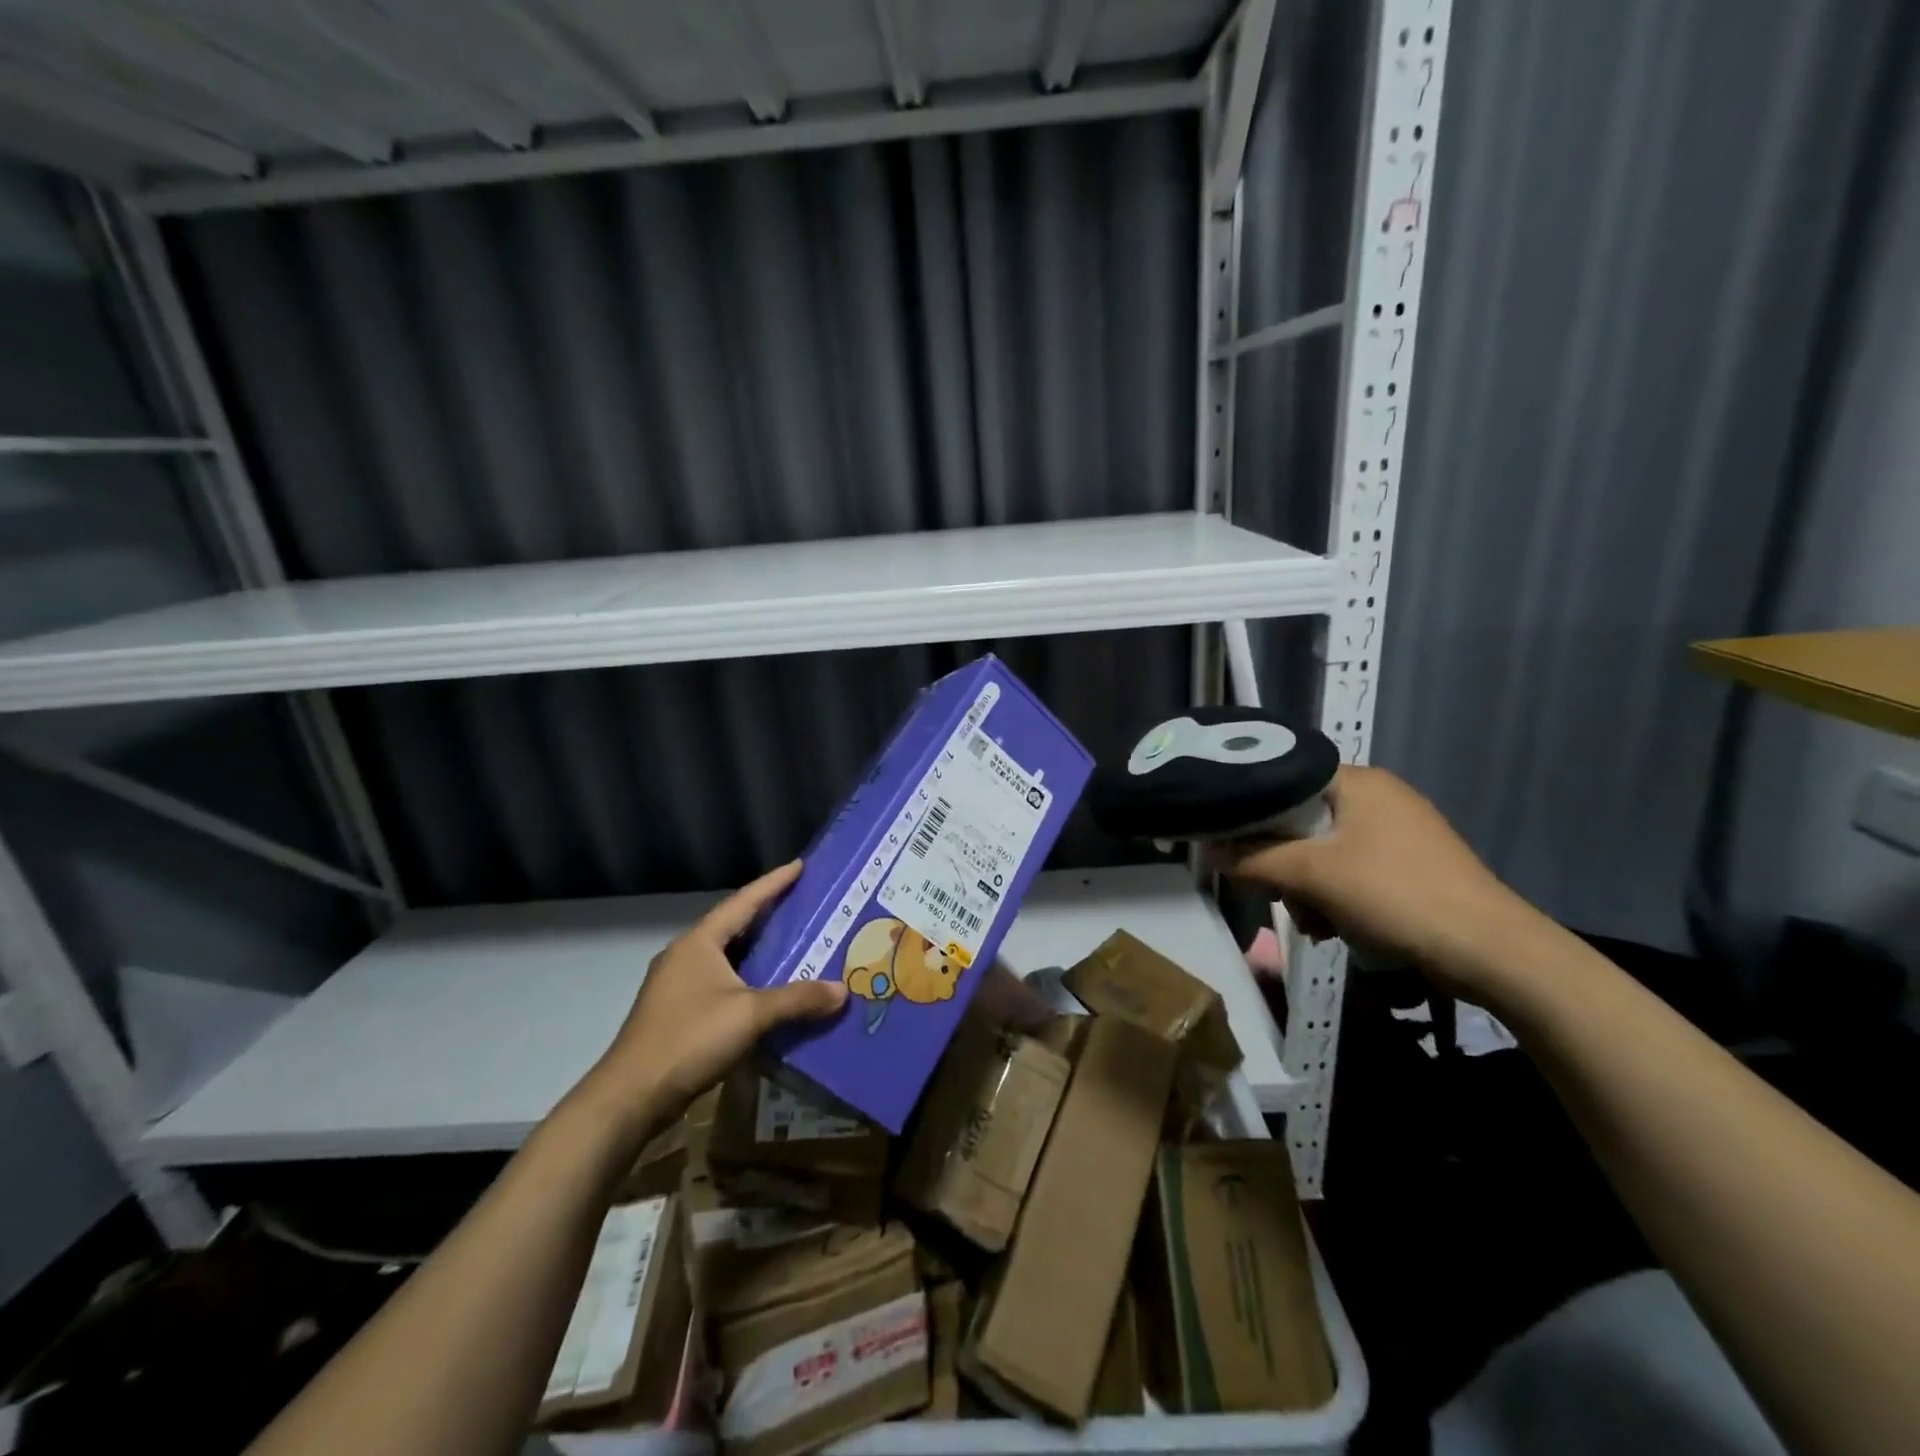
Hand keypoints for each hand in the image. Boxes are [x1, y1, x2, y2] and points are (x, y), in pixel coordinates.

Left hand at [579, 861, 847, 1130]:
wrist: (630, 1097)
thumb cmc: (689, 1039)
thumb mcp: (750, 1015)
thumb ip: (797, 999)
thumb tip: (842, 990)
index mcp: (699, 943)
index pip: (743, 902)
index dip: (774, 883)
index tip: (800, 865)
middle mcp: (685, 955)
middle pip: (733, 925)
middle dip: (767, 914)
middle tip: (803, 905)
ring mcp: (676, 985)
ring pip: (725, 956)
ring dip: (757, 950)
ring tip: (793, 944)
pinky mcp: (676, 1012)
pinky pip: (720, 981)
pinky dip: (746, 978)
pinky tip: (767, 990)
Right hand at [1209, 766, 1548, 999]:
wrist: (1493, 952)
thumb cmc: (1396, 896)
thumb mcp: (1312, 876)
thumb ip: (1253, 859)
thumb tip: (1207, 848)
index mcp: (1357, 781)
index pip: (1283, 778)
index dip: (1250, 810)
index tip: (1230, 843)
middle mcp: (1377, 796)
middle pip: (1299, 819)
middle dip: (1282, 863)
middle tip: (1281, 896)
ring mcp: (1397, 830)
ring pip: (1322, 850)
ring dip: (1307, 888)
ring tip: (1315, 923)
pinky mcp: (1409, 864)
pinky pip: (1350, 869)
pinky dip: (1335, 896)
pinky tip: (1337, 927)